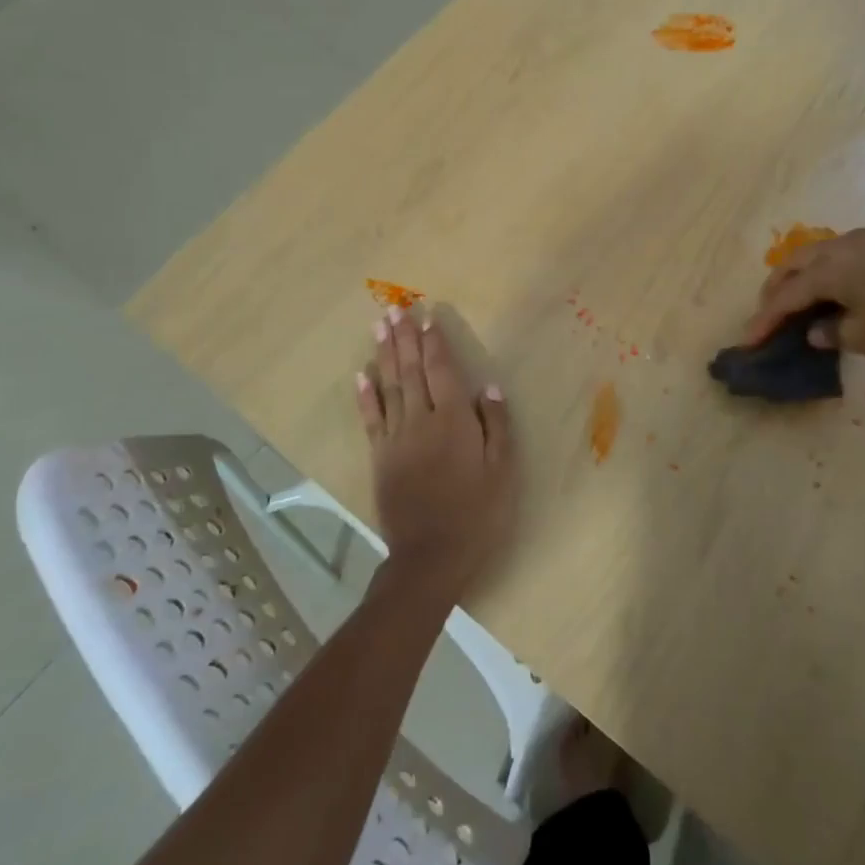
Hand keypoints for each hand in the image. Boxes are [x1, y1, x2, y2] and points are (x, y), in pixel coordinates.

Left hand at [356, 306, 515, 601]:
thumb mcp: (502, 471)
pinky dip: (366, 396)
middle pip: (411, 371)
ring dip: (384, 355)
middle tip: (395, 309)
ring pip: (389, 387)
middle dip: (404, 338)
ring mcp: (396, 439)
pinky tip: (361, 375)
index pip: (441, 371)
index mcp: (453, 421)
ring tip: (379, 328)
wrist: (431, 556)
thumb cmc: (477, 513)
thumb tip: (487, 386)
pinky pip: (371, 419)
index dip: (434, 342)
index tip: (427, 317)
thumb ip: (496, 425)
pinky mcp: (380, 457)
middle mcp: (421, 421)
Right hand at [742, 227, 864, 363]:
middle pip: (793, 265)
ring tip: (790, 304)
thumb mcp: (861, 337)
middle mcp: (840, 246)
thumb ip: (829, 332)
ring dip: (796, 278)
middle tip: (766, 317)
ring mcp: (861, 241)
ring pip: (812, 255)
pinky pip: (834, 254)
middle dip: (775, 291)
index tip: (749, 340)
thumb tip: (815, 330)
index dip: (766, 319)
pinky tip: (823, 290)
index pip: (787, 295)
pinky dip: (819, 271)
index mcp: (831, 269)